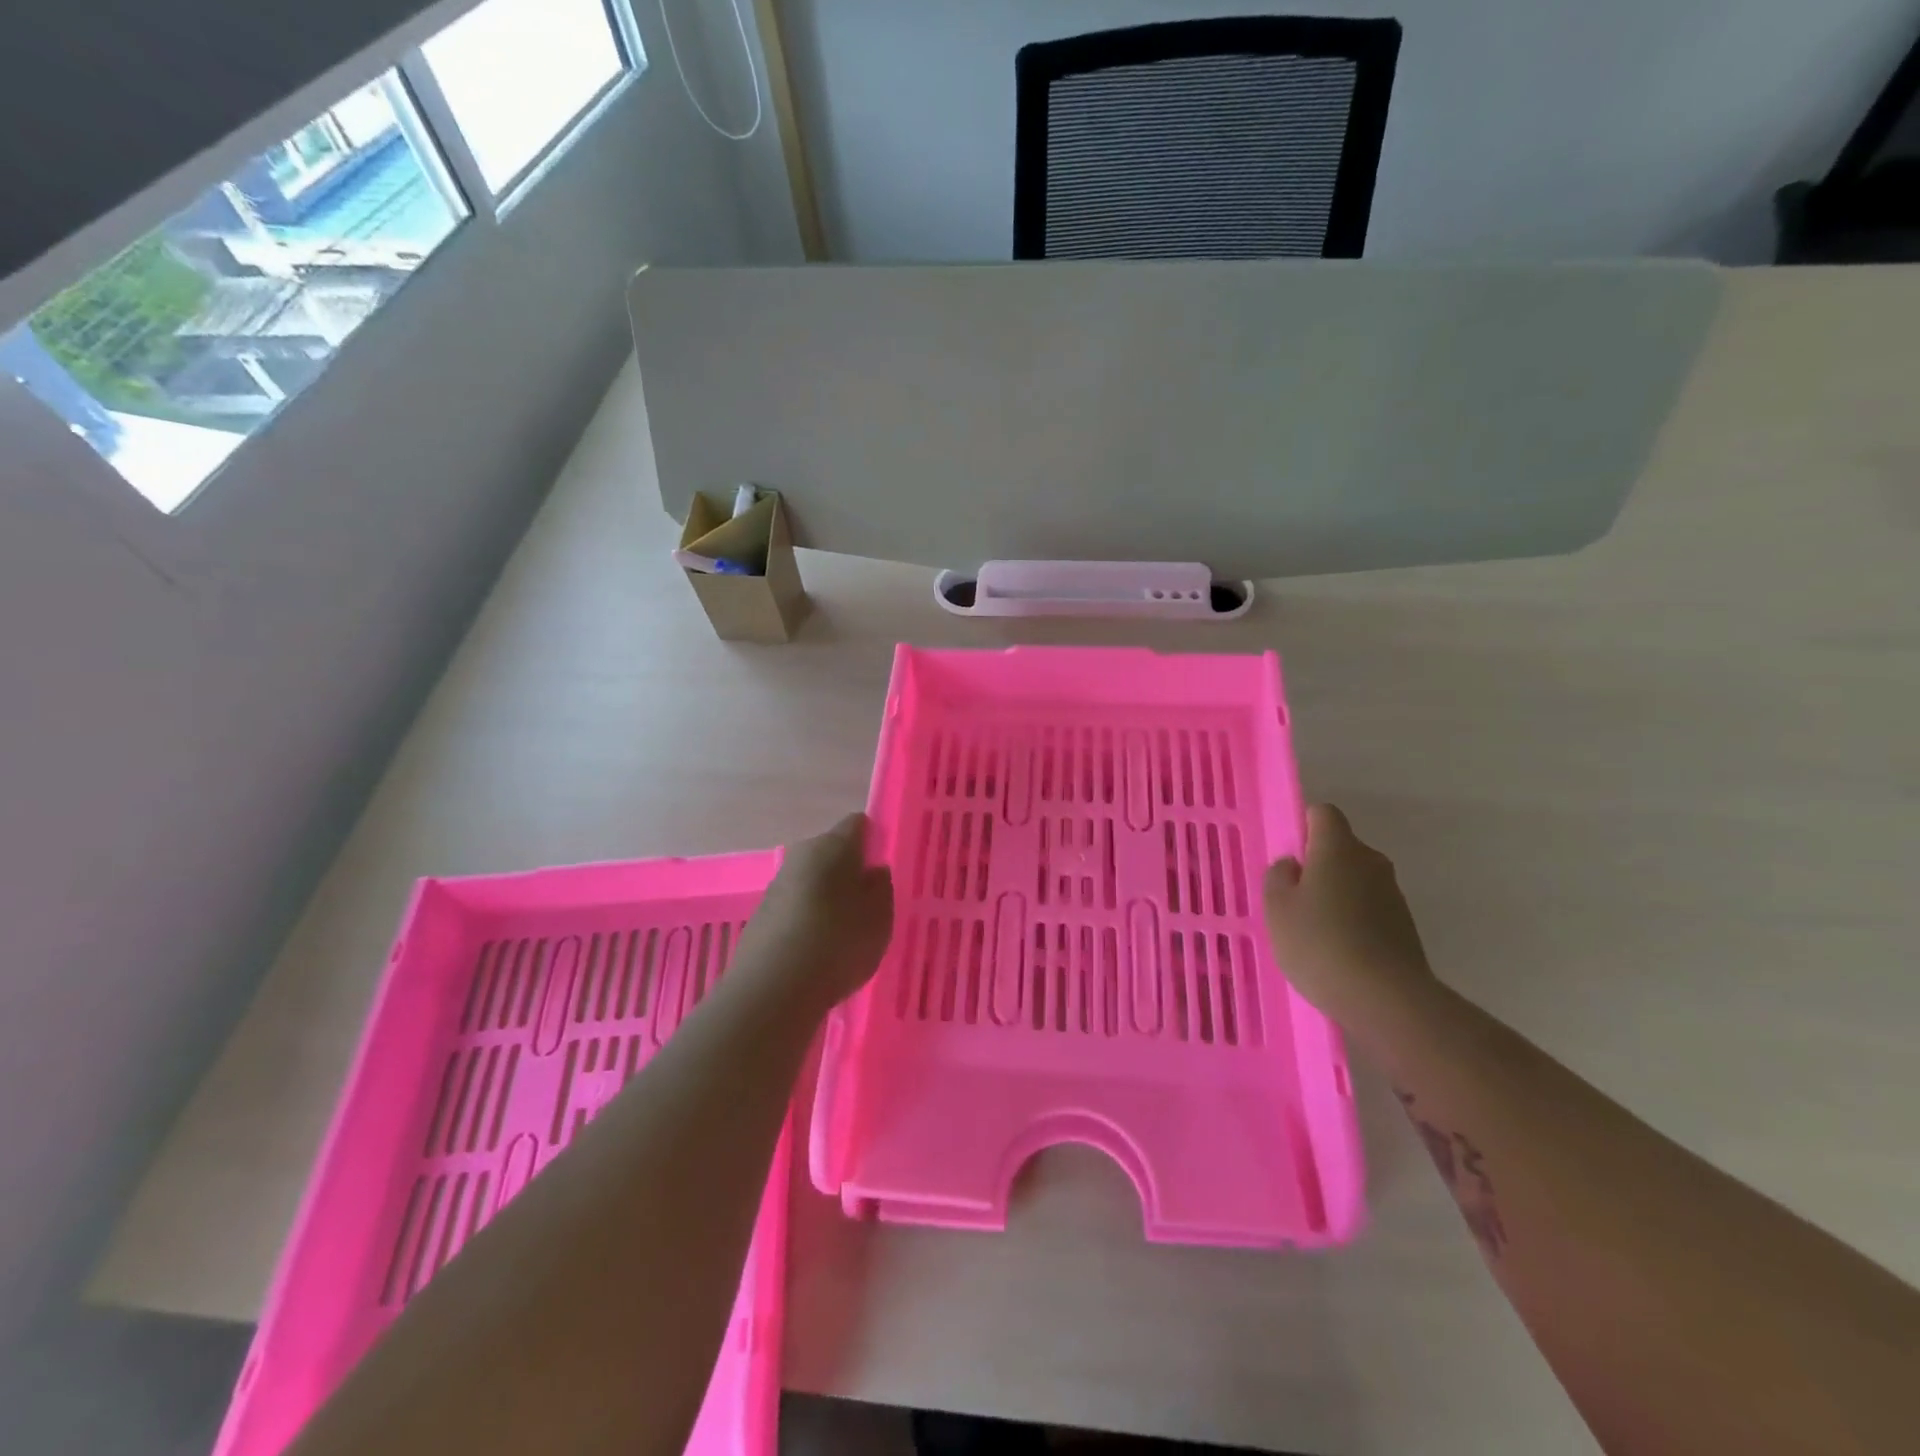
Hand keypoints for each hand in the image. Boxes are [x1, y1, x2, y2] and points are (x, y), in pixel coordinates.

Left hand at [738, 813, 894, 1012]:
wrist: (773, 988)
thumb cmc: (839, 942)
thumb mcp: (880, 916)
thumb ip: (880, 887)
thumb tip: (872, 870)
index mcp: (834, 845)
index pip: (858, 824)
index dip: (873, 841)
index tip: (883, 870)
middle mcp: (802, 854)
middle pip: (831, 852)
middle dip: (848, 872)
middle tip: (867, 906)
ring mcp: (777, 884)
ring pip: (811, 881)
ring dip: (826, 898)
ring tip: (842, 934)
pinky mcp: (760, 915)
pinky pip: (794, 908)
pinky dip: (806, 921)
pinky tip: (816, 952)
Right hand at [1264, 804, 1435, 1026]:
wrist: (1386, 998)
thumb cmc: (1320, 942)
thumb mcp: (1277, 908)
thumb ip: (1279, 876)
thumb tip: (1293, 865)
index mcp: (1339, 848)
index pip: (1324, 814)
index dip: (1304, 826)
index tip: (1289, 854)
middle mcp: (1371, 861)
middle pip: (1342, 848)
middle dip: (1319, 865)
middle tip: (1294, 897)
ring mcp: (1393, 894)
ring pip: (1356, 880)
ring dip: (1337, 895)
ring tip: (1314, 930)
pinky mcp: (1405, 926)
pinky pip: (1370, 909)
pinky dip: (1354, 920)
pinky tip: (1338, 950)